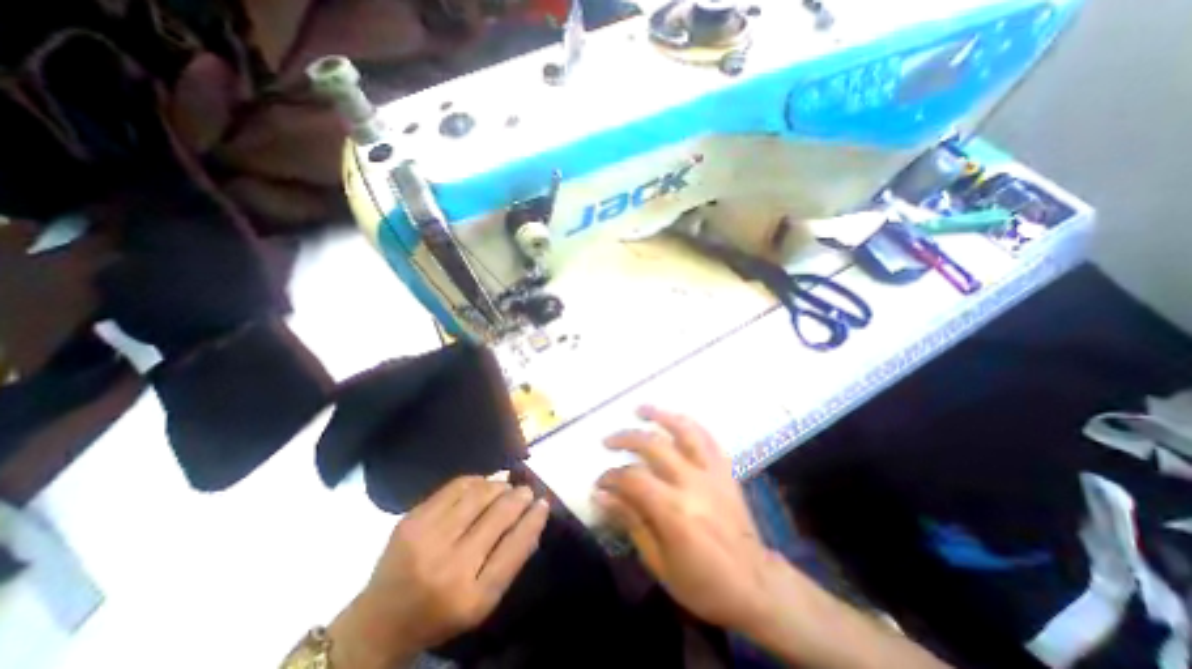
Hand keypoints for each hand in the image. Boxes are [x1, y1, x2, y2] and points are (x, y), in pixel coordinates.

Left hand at [324, 476, 548, 668]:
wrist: (379, 621)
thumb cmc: (439, 613)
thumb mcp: (481, 602)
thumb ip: (510, 561)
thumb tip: (534, 517)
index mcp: (471, 597)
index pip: (515, 547)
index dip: (533, 519)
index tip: (544, 503)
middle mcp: (449, 567)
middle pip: (498, 515)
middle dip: (519, 496)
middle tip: (527, 490)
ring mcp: (426, 540)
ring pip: (478, 494)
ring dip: (499, 485)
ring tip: (506, 486)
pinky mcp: (411, 520)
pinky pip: (455, 486)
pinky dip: (476, 480)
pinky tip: (483, 483)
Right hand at [591, 408, 778, 631]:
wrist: (756, 585)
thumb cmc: (703, 583)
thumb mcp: (659, 562)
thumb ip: (630, 521)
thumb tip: (601, 496)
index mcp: (673, 510)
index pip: (632, 479)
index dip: (610, 477)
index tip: (599, 483)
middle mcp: (692, 482)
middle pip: (653, 445)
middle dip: (625, 438)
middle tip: (608, 442)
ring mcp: (712, 472)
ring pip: (684, 430)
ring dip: (660, 415)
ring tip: (640, 409)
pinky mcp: (725, 470)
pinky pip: (707, 437)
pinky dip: (689, 424)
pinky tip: (675, 419)